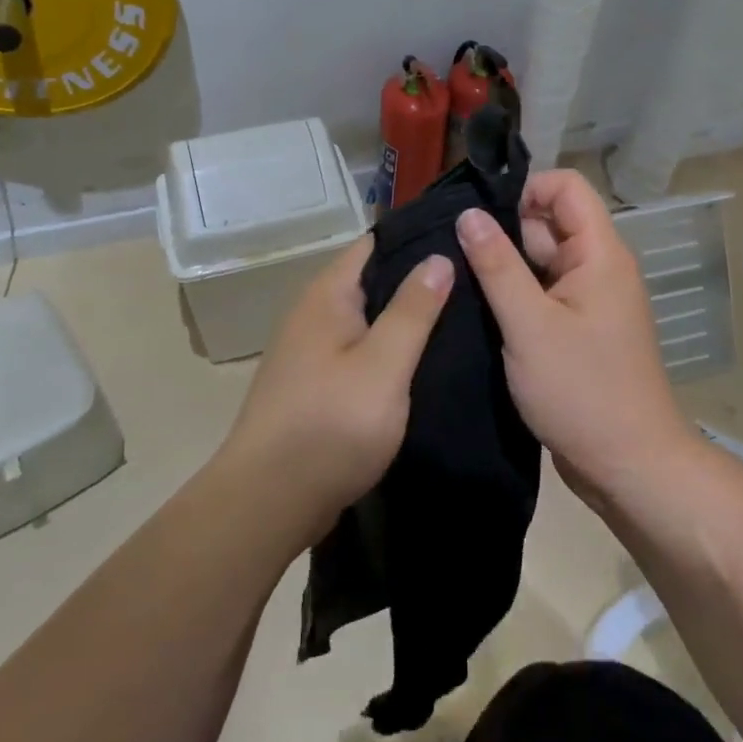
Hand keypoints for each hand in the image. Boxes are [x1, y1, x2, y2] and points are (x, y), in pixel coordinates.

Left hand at [220, 235, 452, 533]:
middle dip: (416, 281)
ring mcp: (310, 350)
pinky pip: (358, 351)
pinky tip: (421, 363)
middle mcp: (314, 313)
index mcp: (327, 295)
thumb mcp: (384, 365)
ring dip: (404, 319)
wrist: (269, 501)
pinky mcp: (314, 383)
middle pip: (372, 280)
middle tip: (473, 283)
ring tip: (459, 319)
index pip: (375, 244)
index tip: (463, 242)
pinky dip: (387, 350)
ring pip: (367, 319)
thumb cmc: (331, 425)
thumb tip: (438, 257)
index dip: (417, 240)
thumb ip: (413, 310)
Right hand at [457, 170, 693, 500]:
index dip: (525, 190)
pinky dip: (514, 297)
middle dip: (504, 231)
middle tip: (453, 254)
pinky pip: (542, 294)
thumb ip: (497, 266)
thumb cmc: (582, 391)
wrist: (628, 465)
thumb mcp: (529, 326)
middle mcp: (598, 268)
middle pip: (549, 223)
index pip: (566, 187)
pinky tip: (477, 309)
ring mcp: (588, 300)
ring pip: (540, 261)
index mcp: (600, 254)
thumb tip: (469, 214)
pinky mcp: (577, 329)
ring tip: (456, 281)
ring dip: (504, 268)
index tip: (482, 218)